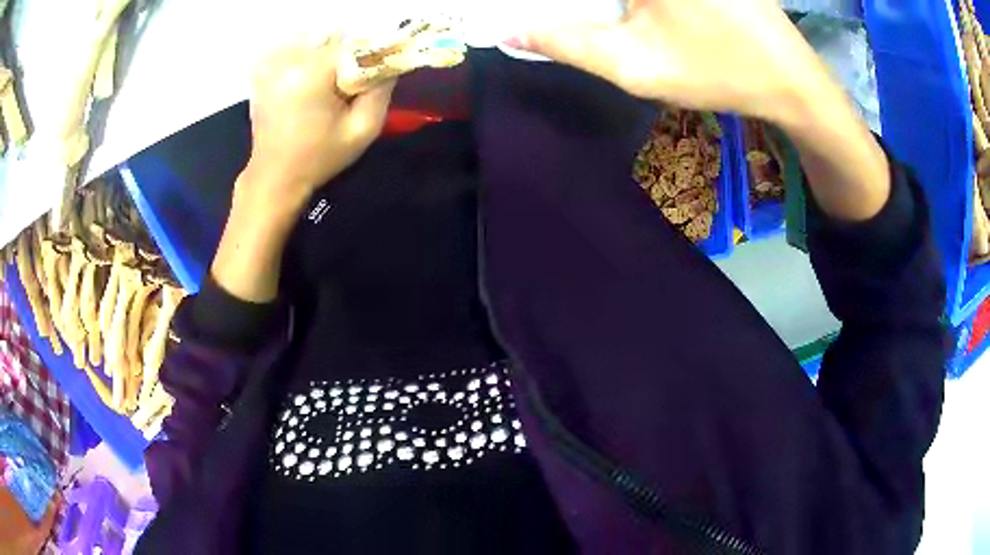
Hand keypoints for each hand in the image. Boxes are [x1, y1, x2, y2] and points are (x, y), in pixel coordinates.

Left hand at [243, 38, 395, 210]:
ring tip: (323, 81)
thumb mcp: (363, 129)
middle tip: (350, 80)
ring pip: (311, 39)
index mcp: (314, 72)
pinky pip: (290, 50)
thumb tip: (390, 62)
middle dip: (348, 52)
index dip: (370, 53)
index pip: (354, 42)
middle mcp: (290, 60)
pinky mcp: (263, 73)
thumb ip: (381, 90)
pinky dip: (303, 57)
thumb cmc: (320, 157)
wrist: (275, 177)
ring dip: (326, 53)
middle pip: (332, 37)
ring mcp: (273, 65)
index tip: (374, 72)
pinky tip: (304, 82)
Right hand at [517, 0, 890, 220]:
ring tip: (611, 22)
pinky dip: (634, 2)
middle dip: (584, 7)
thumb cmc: (720, 72)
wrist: (794, 80)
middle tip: (561, 20)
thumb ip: (566, 43)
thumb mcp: (635, 65)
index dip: (551, 4)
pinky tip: (639, 15)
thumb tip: (509, 28)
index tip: (537, 16)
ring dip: (607, 6)